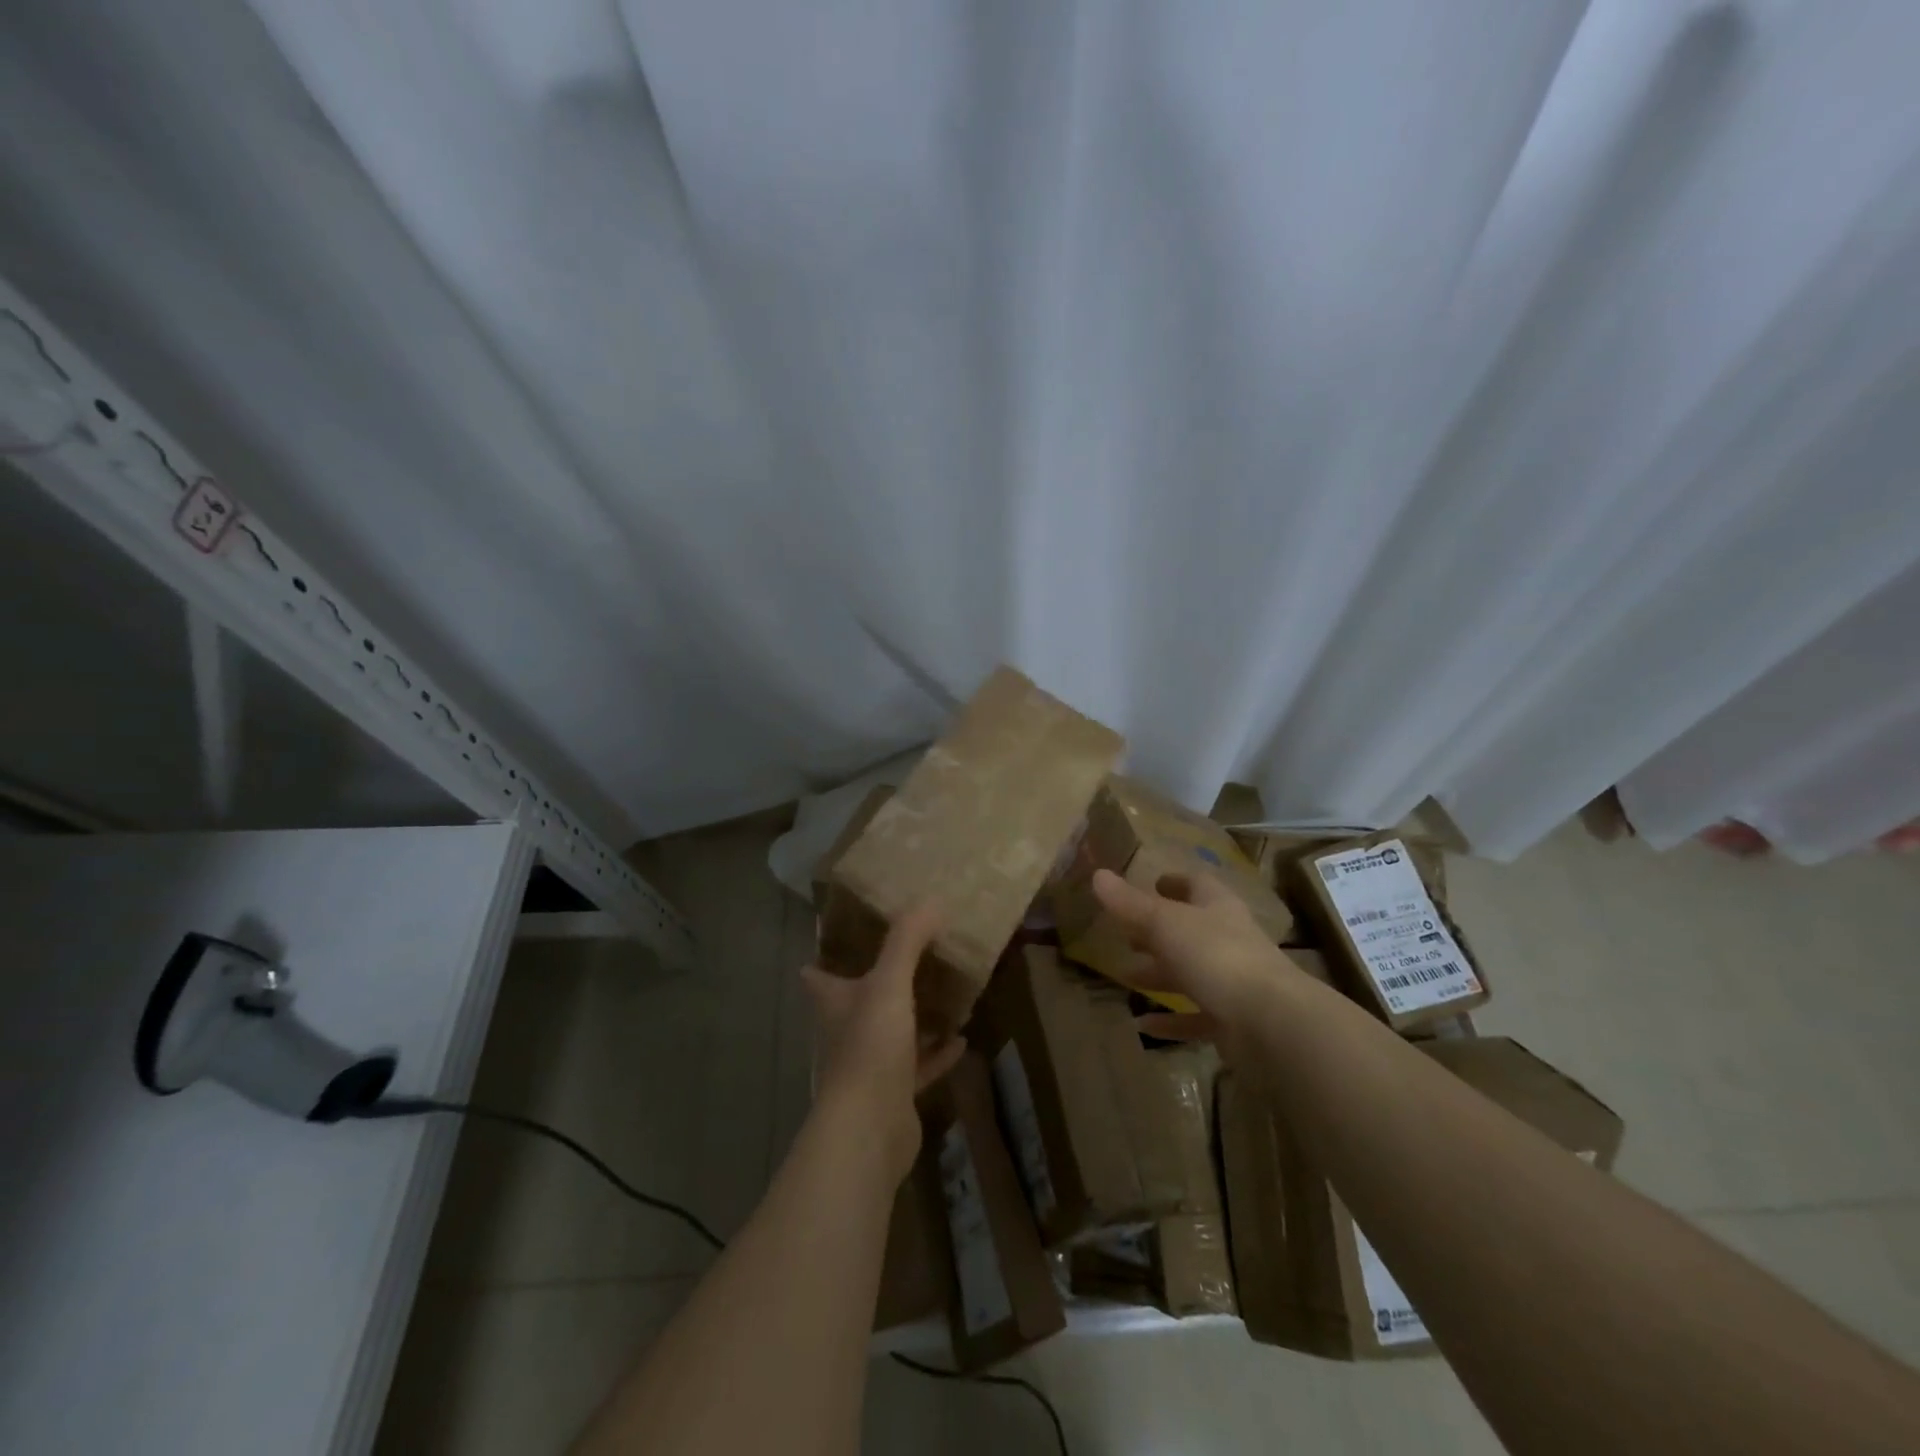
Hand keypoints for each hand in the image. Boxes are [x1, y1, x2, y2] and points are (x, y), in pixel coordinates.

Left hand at [802, 902, 964, 1183]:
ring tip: (942, 995)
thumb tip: (929, 901)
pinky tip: (961, 1040)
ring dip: (912, 1018)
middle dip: (877, 984)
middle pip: (857, 1003)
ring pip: (891, 1034)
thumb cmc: (870, 1045)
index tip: (840, 940)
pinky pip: (918, 1067)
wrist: (870, 1127)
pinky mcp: (894, 1094)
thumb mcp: (890, 983)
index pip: (818, 976)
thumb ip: (907, 941)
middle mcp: (847, 1031)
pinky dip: (937, 1054)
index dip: (823, 958)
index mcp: (836, 1002)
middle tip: (907, 959)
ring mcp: (870, 1065)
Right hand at [1091, 867, 1314, 1046]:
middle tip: (1127, 934)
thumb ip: (1130, 903)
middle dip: (1159, 931)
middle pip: (1191, 930)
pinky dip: (1170, 1019)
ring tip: (1126, 977)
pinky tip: (1143, 1025)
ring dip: (1160, 974)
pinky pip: (1196, 1016)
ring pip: (1191, 973)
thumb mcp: (1164, 923)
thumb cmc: (1216, 956)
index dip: (1175, 882)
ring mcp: (1233, 981)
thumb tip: (1097, 874)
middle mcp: (1228, 939)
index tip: (1153, 883)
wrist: (1270, 1022)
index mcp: (1217, 908)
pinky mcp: (1233, 1021)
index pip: (1197, 885)